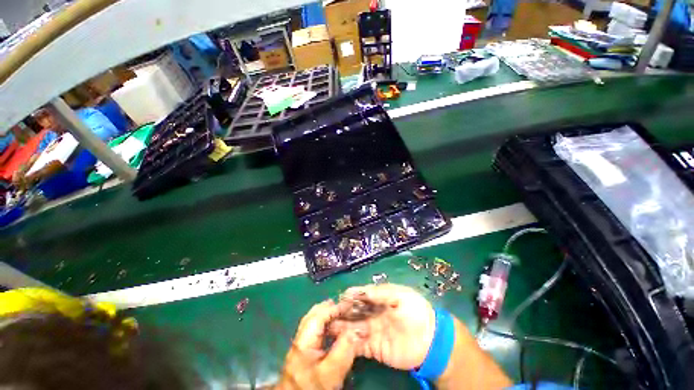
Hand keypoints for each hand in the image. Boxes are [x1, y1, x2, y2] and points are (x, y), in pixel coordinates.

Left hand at [276, 300, 359, 389]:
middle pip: (313, 314)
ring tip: (340, 313)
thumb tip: (356, 330)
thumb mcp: (331, 372)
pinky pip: (313, 328)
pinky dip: (323, 322)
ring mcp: (299, 343)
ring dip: (326, 313)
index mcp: (304, 341)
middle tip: (345, 306)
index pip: (319, 316)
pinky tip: (331, 327)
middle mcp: (299, 338)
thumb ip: (343, 350)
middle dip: (329, 307)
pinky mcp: (301, 349)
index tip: (349, 305)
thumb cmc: (314, 388)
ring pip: (312, 320)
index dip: (334, 308)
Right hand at [331, 284, 435, 370]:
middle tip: (329, 313)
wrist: (431, 342)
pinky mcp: (373, 348)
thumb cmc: (416, 312)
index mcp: (380, 299)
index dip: (351, 295)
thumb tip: (361, 290)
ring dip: (341, 327)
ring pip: (353, 327)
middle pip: (354, 311)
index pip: (362, 295)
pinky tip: (338, 340)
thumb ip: (381, 292)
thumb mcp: (400, 295)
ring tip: (328, 326)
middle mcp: (373, 313)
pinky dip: (348, 342)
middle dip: (342, 311)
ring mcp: (372, 331)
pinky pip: (358, 344)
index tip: (341, 297)